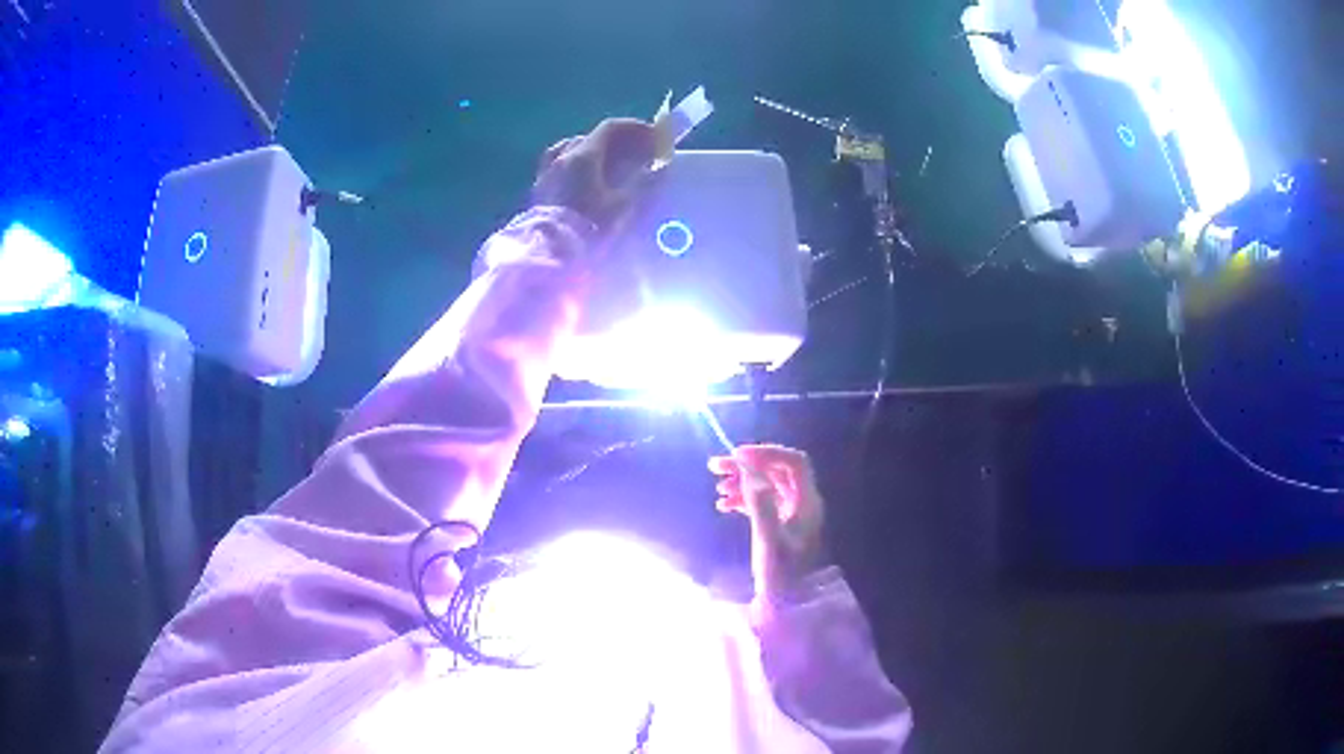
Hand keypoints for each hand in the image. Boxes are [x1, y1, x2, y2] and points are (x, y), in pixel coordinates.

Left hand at [531, 118, 656, 231]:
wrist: (550, 255)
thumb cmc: (589, 229)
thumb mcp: (624, 207)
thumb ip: (644, 182)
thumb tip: (661, 167)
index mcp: (583, 156)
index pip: (610, 128)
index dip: (635, 128)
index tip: (652, 137)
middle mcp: (562, 157)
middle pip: (592, 137)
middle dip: (618, 141)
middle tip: (637, 152)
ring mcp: (547, 172)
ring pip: (573, 149)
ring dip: (596, 151)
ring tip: (611, 165)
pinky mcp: (540, 190)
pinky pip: (561, 166)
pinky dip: (578, 165)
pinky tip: (586, 181)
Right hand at [710, 446, 826, 605]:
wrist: (789, 607)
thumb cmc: (781, 576)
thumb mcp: (768, 540)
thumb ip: (760, 503)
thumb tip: (749, 469)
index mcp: (807, 503)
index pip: (793, 462)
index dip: (766, 453)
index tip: (737, 456)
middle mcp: (803, 504)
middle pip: (777, 471)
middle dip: (748, 465)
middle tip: (716, 467)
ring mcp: (793, 515)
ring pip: (768, 486)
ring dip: (743, 481)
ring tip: (717, 488)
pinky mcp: (781, 527)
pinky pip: (763, 502)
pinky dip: (744, 498)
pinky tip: (724, 505)